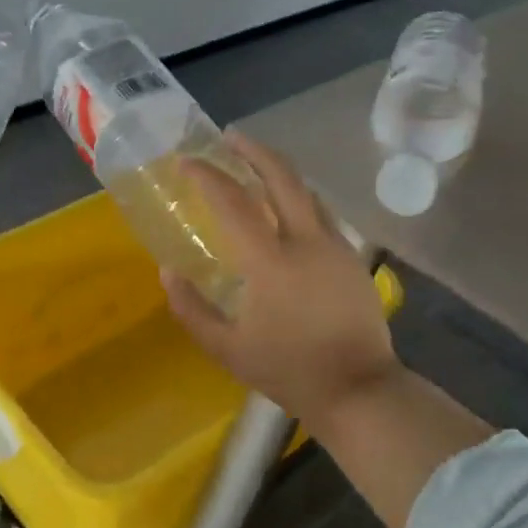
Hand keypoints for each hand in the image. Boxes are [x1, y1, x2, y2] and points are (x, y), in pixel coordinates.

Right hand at [163, 132, 401, 423]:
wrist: (359, 390)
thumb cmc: (288, 370)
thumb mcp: (226, 349)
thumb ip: (191, 308)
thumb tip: (168, 271)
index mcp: (270, 262)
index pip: (233, 202)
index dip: (207, 176)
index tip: (186, 162)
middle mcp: (306, 241)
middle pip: (282, 177)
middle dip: (253, 150)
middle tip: (230, 137)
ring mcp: (335, 246)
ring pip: (306, 191)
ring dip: (278, 171)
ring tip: (255, 164)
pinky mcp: (352, 257)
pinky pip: (320, 213)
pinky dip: (297, 197)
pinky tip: (285, 207)